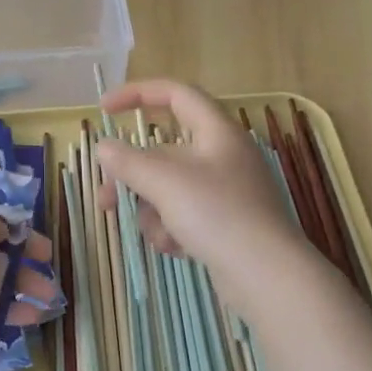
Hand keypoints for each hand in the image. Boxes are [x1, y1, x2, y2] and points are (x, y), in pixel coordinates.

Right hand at [94, 79, 309, 314]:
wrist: (267, 277)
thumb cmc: (218, 215)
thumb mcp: (165, 182)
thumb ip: (128, 161)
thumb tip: (104, 148)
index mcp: (217, 131)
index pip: (175, 94)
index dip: (137, 94)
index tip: (104, 110)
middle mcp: (223, 155)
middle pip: (163, 151)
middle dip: (132, 176)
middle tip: (105, 198)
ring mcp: (226, 191)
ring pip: (169, 188)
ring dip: (152, 211)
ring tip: (158, 235)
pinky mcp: (225, 223)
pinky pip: (184, 215)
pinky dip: (172, 229)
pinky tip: (176, 249)